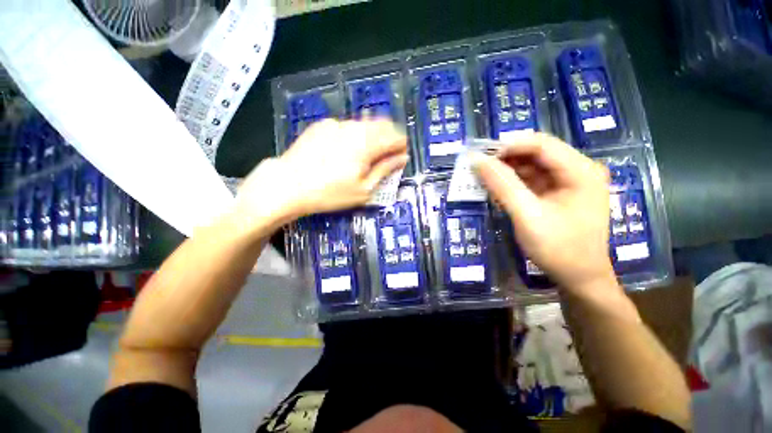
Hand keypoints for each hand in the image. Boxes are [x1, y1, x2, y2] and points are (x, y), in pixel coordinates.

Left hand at [234, 119, 407, 230]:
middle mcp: (354, 127)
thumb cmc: (330, 193)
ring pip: (365, 124)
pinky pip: (347, 126)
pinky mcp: (323, 125)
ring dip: (372, 137)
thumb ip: (385, 170)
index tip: (400, 158)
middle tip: (384, 159)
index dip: (401, 147)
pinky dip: (354, 136)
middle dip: (388, 140)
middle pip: (382, 125)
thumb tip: (403, 158)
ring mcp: (337, 123)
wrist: (288, 185)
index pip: (396, 137)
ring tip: (364, 157)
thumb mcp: (363, 189)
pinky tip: (343, 151)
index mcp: (367, 143)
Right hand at [472, 133, 616, 291]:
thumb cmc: (558, 249)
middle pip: (537, 153)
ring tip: (484, 179)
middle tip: (480, 169)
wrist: (579, 278)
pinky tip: (498, 190)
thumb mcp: (527, 216)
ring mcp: (568, 181)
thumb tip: (478, 161)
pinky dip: (512, 182)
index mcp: (581, 171)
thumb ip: (502, 186)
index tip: (482, 156)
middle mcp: (578, 170)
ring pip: (531, 165)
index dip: (509, 146)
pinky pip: (531, 179)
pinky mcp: (558, 192)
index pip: (542, 144)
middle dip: (506, 159)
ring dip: (507, 171)